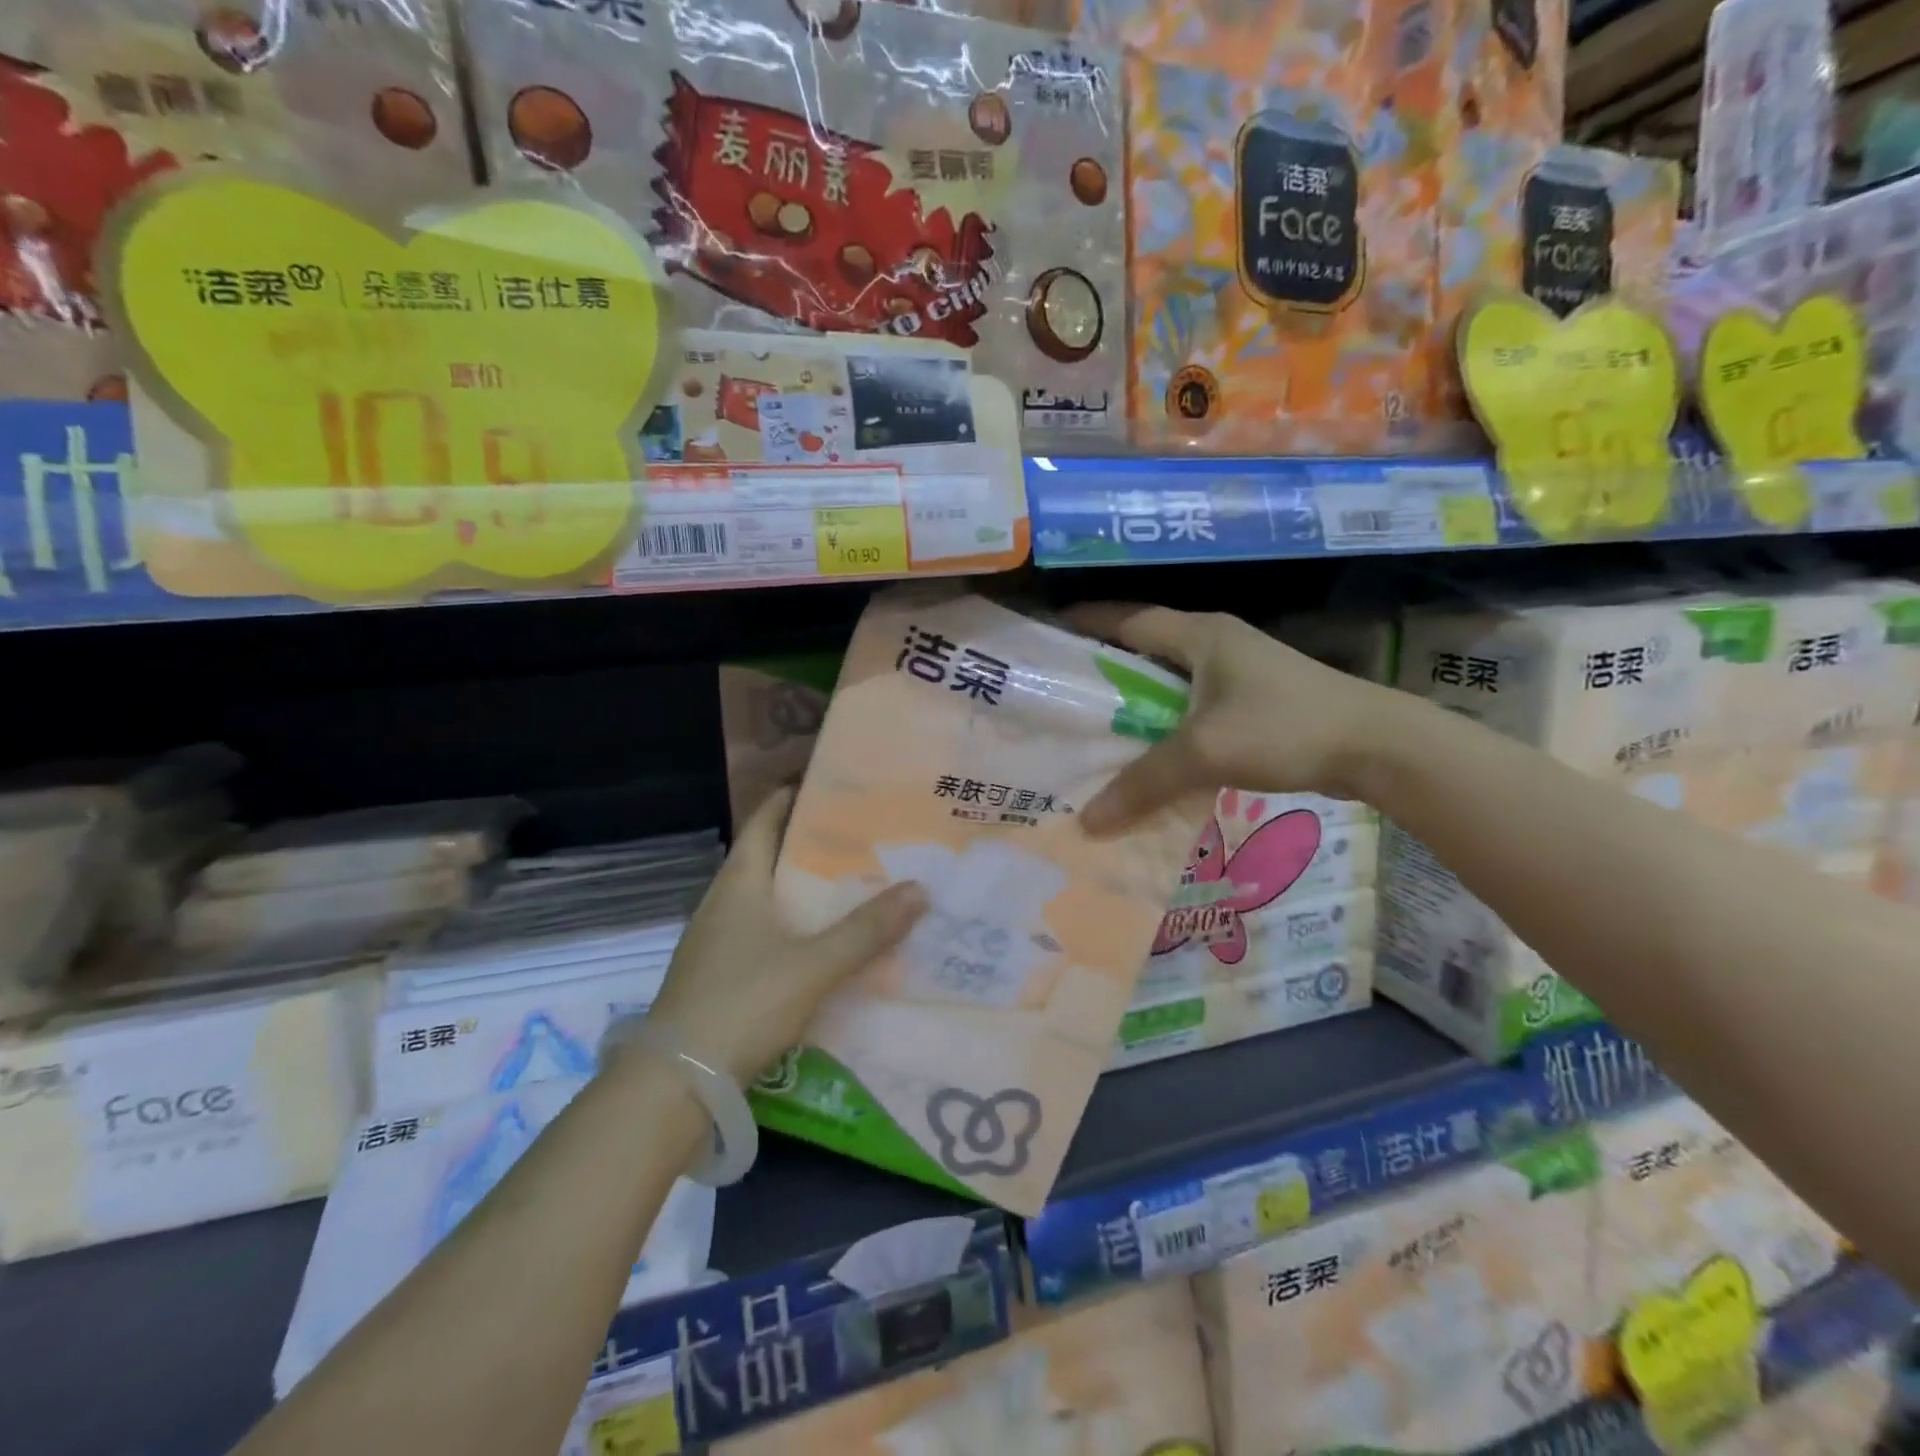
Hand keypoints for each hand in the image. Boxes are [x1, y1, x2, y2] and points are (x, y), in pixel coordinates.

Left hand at [643, 788, 926, 1085]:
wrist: (675, 1084)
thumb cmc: (743, 1004)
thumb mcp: (814, 965)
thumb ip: (867, 930)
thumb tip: (920, 889)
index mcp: (739, 883)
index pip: (764, 820)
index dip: (793, 797)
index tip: (833, 787)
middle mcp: (723, 903)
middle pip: (767, 857)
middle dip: (809, 845)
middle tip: (861, 837)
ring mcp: (716, 942)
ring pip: (766, 899)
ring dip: (802, 890)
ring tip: (851, 886)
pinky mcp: (718, 976)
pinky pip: (763, 934)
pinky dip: (793, 928)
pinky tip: (822, 945)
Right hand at [1068, 604, 1394, 834]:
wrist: (1379, 746)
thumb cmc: (1285, 727)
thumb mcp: (1205, 753)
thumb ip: (1143, 783)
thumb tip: (1086, 823)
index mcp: (1199, 635)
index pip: (1126, 618)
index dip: (1084, 623)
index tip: (1045, 637)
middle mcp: (1215, 643)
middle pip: (1143, 649)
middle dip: (1103, 669)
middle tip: (1059, 697)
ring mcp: (1238, 671)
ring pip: (1168, 681)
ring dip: (1136, 702)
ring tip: (1094, 729)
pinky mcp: (1254, 700)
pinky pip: (1193, 706)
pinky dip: (1166, 724)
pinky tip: (1150, 754)